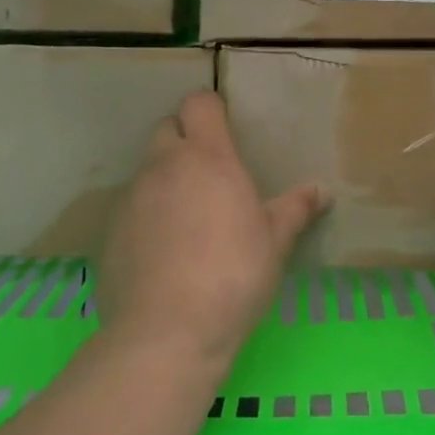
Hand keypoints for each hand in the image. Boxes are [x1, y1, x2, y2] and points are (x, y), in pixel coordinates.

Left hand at [95, 91, 325, 371]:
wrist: (167, 331)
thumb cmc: (233, 275)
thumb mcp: (274, 242)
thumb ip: (296, 209)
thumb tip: (323, 191)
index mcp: (207, 157)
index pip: (199, 103)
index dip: (211, 110)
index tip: (225, 131)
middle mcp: (164, 166)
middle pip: (167, 128)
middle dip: (184, 139)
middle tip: (208, 172)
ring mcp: (132, 197)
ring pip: (147, 170)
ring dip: (165, 179)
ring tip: (187, 218)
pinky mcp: (111, 230)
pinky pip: (131, 207)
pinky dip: (146, 215)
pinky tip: (162, 252)